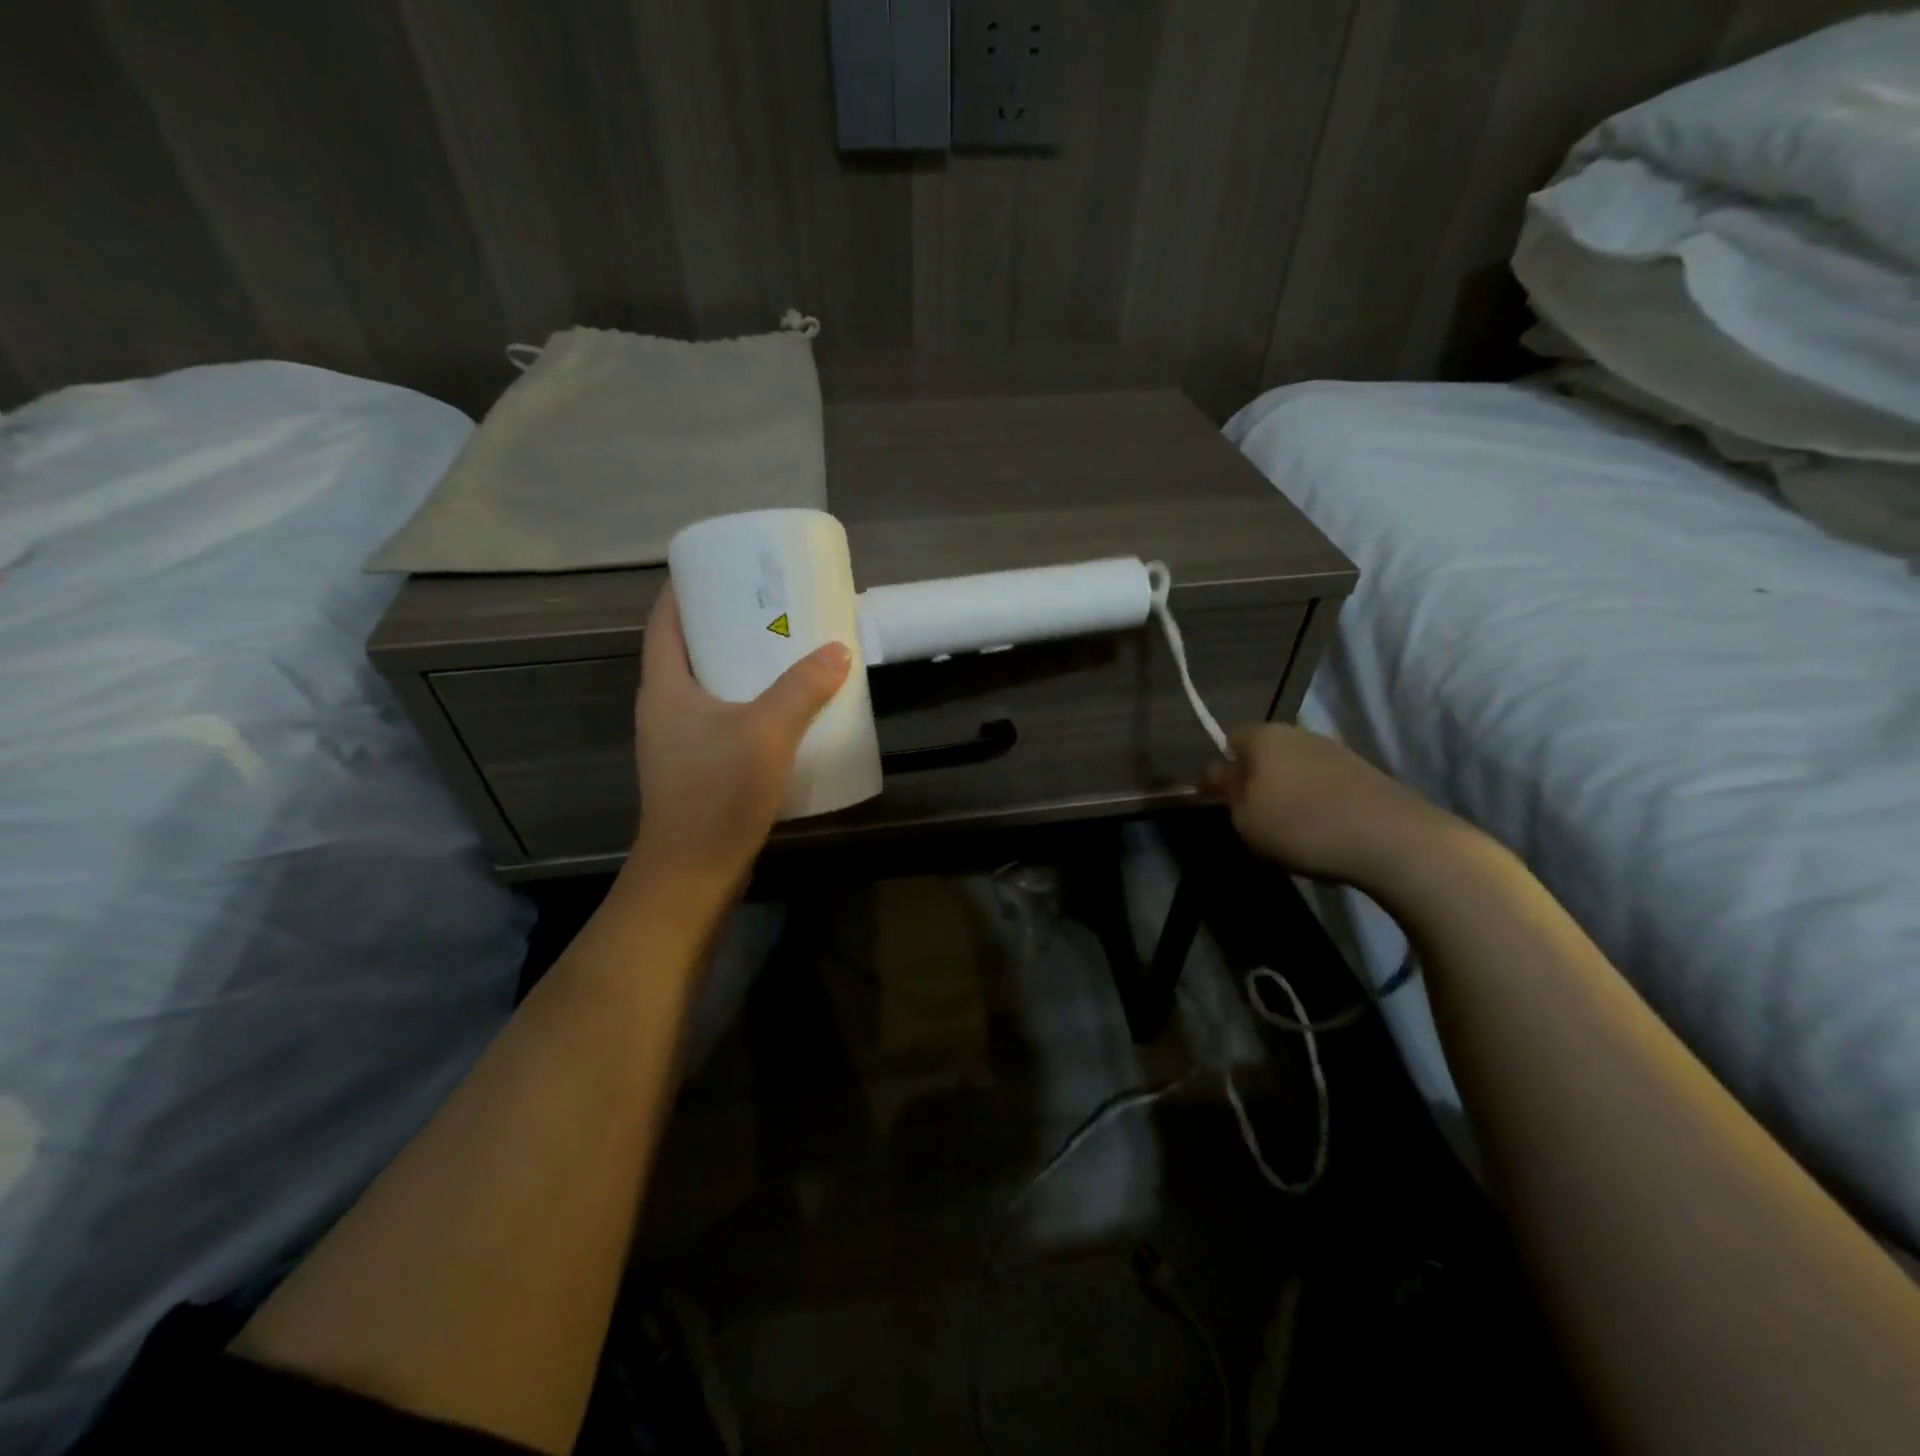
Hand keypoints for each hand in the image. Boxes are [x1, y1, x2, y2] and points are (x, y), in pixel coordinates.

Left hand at [630, 585, 850, 891]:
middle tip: (767, 604)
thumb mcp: (765, 732)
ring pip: (707, 685)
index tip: (721, 566)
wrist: (694, 872)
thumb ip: (802, 689)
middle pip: (688, 649)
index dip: (686, 587)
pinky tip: (783, 707)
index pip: (664, 620)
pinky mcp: (698, 767)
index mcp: (664, 687)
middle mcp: (664, 708)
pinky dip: (748, 701)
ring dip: (738, 664)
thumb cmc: (717, 793)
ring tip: (782, 647)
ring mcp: (679, 741)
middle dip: (723, 622)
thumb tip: (837, 650)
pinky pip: (722, 717)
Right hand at [1202, 724, 1456, 885]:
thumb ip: (1227, 792)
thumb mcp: (1245, 818)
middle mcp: (1298, 733)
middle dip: (1256, 779)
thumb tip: (1215, 773)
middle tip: (1253, 816)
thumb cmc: (1301, 826)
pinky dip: (1317, 802)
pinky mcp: (1364, 772)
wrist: (1392, 839)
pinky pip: (1324, 783)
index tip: (1220, 800)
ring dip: (1287, 792)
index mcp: (1263, 737)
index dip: (1222, 768)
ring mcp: (1335, 751)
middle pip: (1265, 752)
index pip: (1230, 739)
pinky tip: (1322, 832)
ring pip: (1295, 768)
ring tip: (1289, 829)